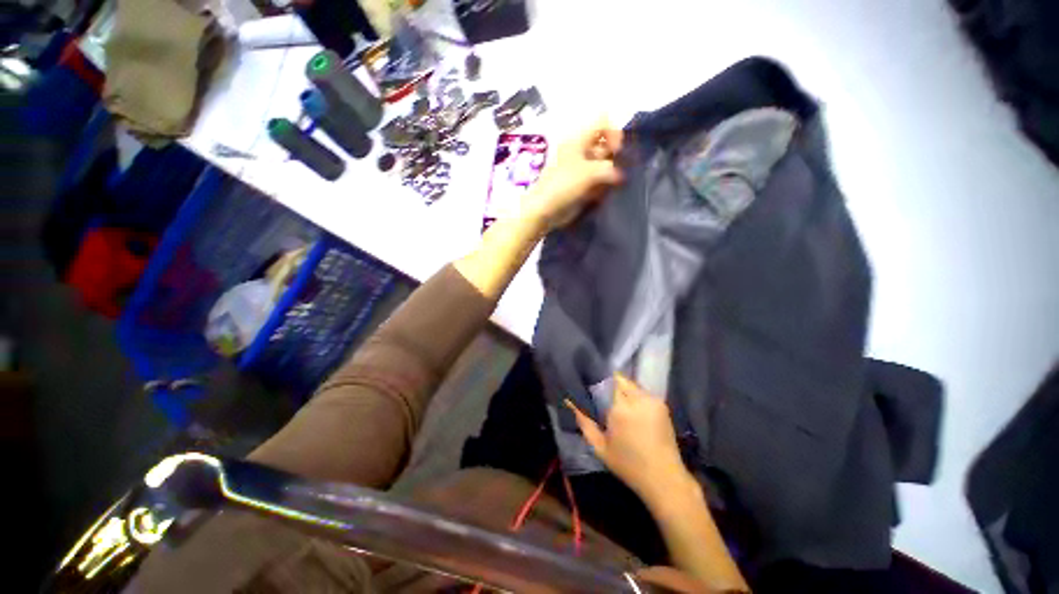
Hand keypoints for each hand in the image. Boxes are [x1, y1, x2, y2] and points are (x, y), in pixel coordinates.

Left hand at [521, 117, 623, 232]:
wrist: (545, 210)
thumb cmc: (564, 185)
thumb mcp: (590, 172)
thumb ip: (610, 169)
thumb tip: (621, 176)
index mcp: (578, 139)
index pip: (602, 122)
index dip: (614, 133)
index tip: (616, 152)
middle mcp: (580, 151)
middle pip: (604, 145)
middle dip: (613, 158)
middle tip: (615, 173)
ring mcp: (580, 169)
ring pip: (602, 166)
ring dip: (609, 175)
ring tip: (608, 186)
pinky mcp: (580, 186)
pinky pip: (597, 182)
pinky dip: (602, 187)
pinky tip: (600, 196)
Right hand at [566, 374, 690, 503]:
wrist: (664, 478)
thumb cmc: (628, 465)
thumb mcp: (600, 447)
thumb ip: (584, 422)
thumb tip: (570, 402)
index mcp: (620, 408)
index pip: (607, 380)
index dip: (598, 381)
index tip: (591, 388)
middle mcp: (637, 398)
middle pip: (620, 379)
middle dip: (610, 385)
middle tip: (603, 398)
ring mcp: (652, 400)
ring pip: (632, 385)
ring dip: (623, 390)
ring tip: (617, 405)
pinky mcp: (662, 404)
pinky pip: (642, 393)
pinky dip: (635, 397)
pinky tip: (633, 411)